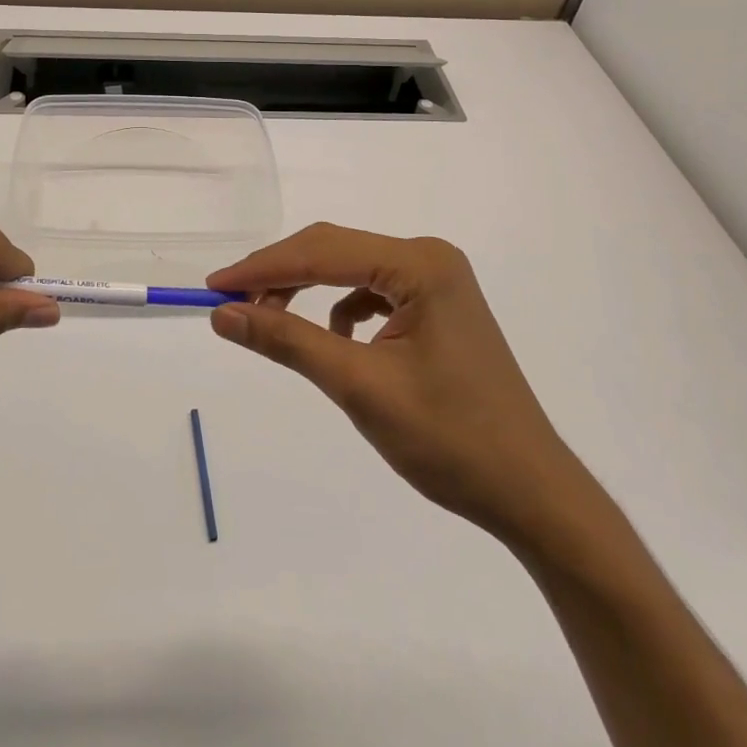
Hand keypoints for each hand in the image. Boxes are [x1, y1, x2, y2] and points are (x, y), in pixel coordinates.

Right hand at [208, 224, 593, 551]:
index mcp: (420, 264)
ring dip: (307, 290)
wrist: (532, 494)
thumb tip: (224, 313)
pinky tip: (334, 341)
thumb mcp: (359, 386)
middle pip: (336, 251)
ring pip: (351, 270)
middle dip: (281, 275)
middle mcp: (429, 258)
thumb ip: (288, 342)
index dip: (263, 267)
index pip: (323, 251)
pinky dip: (340, 309)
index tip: (214, 286)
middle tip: (231, 302)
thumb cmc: (450, 440)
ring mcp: (437, 281)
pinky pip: (372, 292)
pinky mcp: (437, 307)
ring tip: (271, 320)